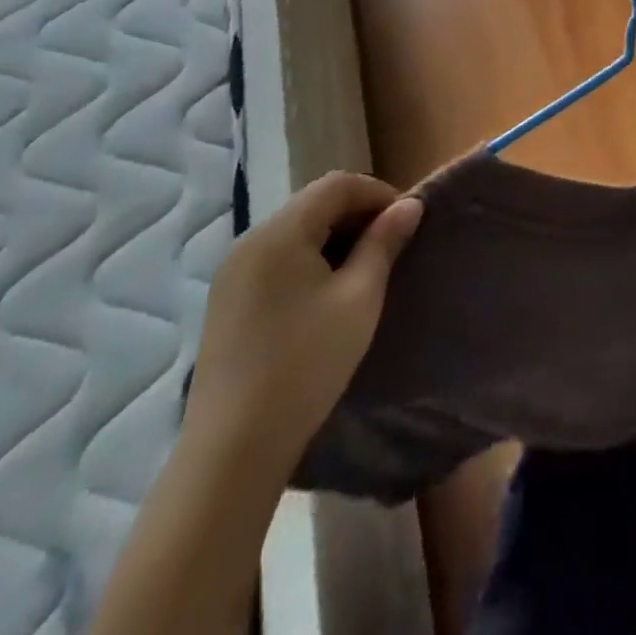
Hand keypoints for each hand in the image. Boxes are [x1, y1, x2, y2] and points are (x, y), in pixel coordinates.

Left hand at [184, 172, 421, 472]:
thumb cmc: (307, 364)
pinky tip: (325, 294)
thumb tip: (409, 205)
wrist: (233, 449)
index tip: (406, 222)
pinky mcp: (226, 300)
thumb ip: (384, 243)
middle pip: (313, 203)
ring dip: (333, 237)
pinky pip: (276, 257)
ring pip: (295, 231)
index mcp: (280, 233)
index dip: (378, 193)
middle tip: (390, 245)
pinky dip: (308, 259)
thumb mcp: (359, 298)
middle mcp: (250, 241)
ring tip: (363, 270)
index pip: (337, 185)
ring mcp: (232, 272)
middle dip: (357, 214)